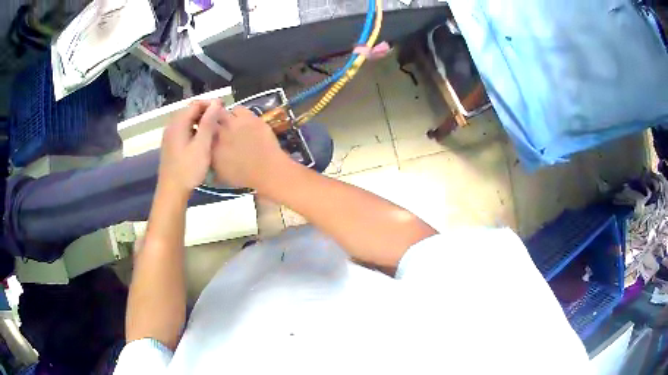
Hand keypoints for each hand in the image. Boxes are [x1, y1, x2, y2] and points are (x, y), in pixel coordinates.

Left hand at [158, 101, 216, 196]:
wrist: (172, 191)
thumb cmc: (188, 169)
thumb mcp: (202, 145)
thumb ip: (209, 122)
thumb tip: (216, 102)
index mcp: (178, 123)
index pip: (195, 104)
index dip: (210, 104)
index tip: (224, 109)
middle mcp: (172, 126)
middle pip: (190, 111)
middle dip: (205, 112)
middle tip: (220, 120)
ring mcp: (169, 137)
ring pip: (186, 121)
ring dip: (200, 121)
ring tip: (214, 129)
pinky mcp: (170, 146)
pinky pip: (183, 131)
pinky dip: (194, 130)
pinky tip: (202, 140)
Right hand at [211, 105, 289, 188]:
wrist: (267, 170)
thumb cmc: (244, 176)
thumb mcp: (220, 174)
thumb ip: (212, 160)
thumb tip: (207, 153)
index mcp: (212, 146)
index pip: (201, 132)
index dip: (203, 130)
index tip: (206, 132)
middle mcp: (220, 131)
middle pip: (210, 118)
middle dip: (211, 119)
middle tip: (216, 124)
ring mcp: (235, 122)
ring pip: (223, 111)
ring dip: (224, 115)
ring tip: (230, 122)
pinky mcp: (249, 117)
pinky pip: (239, 109)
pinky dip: (238, 113)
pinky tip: (242, 120)